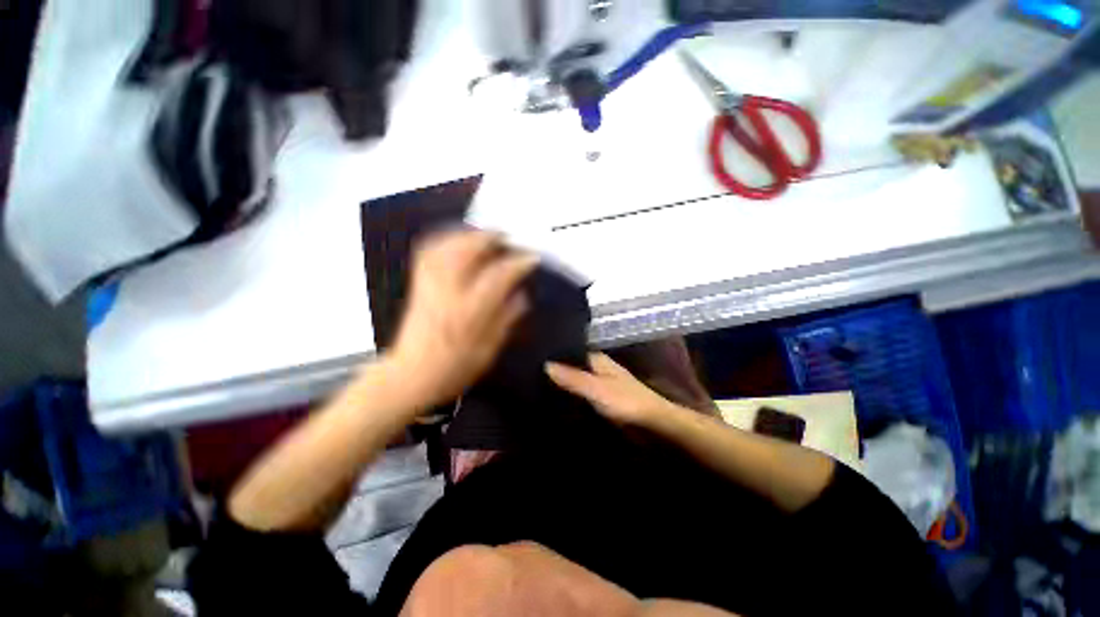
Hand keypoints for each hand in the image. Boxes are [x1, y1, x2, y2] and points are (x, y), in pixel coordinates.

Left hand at [387, 230, 538, 407]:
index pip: (498, 276)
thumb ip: (506, 319)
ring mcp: (429, 286)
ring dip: (467, 234)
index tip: (532, 258)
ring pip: (446, 247)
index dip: (518, 263)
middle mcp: (447, 293)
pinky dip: (443, 241)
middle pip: (466, 251)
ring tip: (484, 234)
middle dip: (490, 237)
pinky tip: (455, 240)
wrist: (410, 377)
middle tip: (507, 236)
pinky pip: (427, 253)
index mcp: (469, 312)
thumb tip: (521, 295)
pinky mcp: (417, 286)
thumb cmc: (453, 369)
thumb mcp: (489, 350)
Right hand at [545, 353, 679, 427]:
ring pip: (577, 381)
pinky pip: (582, 395)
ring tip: (538, 387)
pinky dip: (572, 397)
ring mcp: (601, 384)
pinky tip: (557, 402)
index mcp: (598, 359)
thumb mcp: (596, 388)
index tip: (534, 357)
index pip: (571, 350)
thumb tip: (545, 364)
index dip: (555, 354)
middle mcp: (599, 368)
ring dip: (564, 384)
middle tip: (531, 374)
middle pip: (573, 366)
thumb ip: (572, 377)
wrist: (653, 425)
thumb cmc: (625, 401)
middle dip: (556, 370)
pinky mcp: (603, 400)